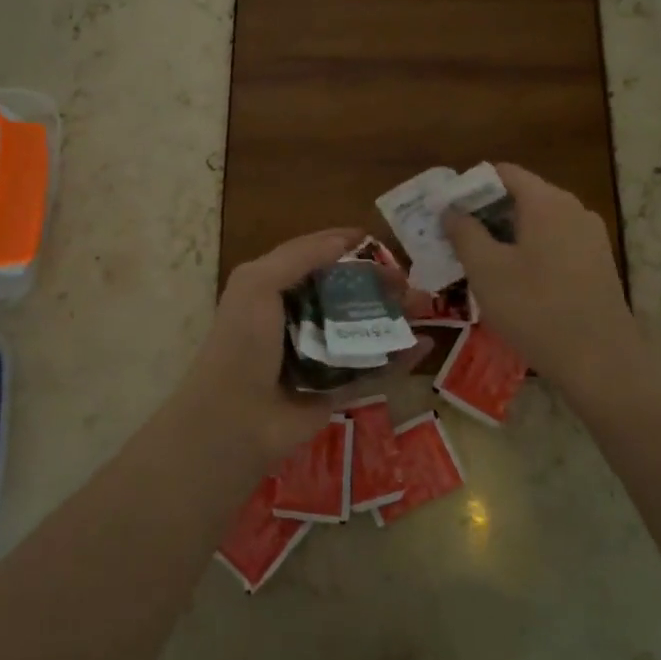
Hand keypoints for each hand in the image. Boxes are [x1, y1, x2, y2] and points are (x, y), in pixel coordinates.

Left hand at [180, 229, 428, 461]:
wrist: (234, 420)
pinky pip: (373, 370)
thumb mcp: (257, 284)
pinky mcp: (336, 391)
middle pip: (346, 293)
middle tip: (408, 280)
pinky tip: (425, 344)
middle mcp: (297, 319)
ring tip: (426, 305)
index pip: (314, 258)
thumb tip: (346, 239)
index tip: (377, 241)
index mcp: (275, 290)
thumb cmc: (243, 342)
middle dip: (378, 282)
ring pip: (364, 329)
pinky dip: (399, 359)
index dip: (343, 246)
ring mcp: (319, 357)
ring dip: (395, 316)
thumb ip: (299, 256)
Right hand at [442, 163, 638, 399]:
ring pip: (537, 223)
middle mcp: (573, 209)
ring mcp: (590, 238)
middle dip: (484, 213)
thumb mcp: (486, 270)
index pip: (502, 173)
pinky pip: (554, 244)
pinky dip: (528, 252)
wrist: (601, 362)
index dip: (469, 186)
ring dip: (505, 236)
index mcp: (546, 201)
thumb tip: (451, 210)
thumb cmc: (535, 308)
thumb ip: (464, 232)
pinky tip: (512, 283)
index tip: (446, 211)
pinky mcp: (597, 265)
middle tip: (454, 239)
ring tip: (477, 263)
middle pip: (520, 196)